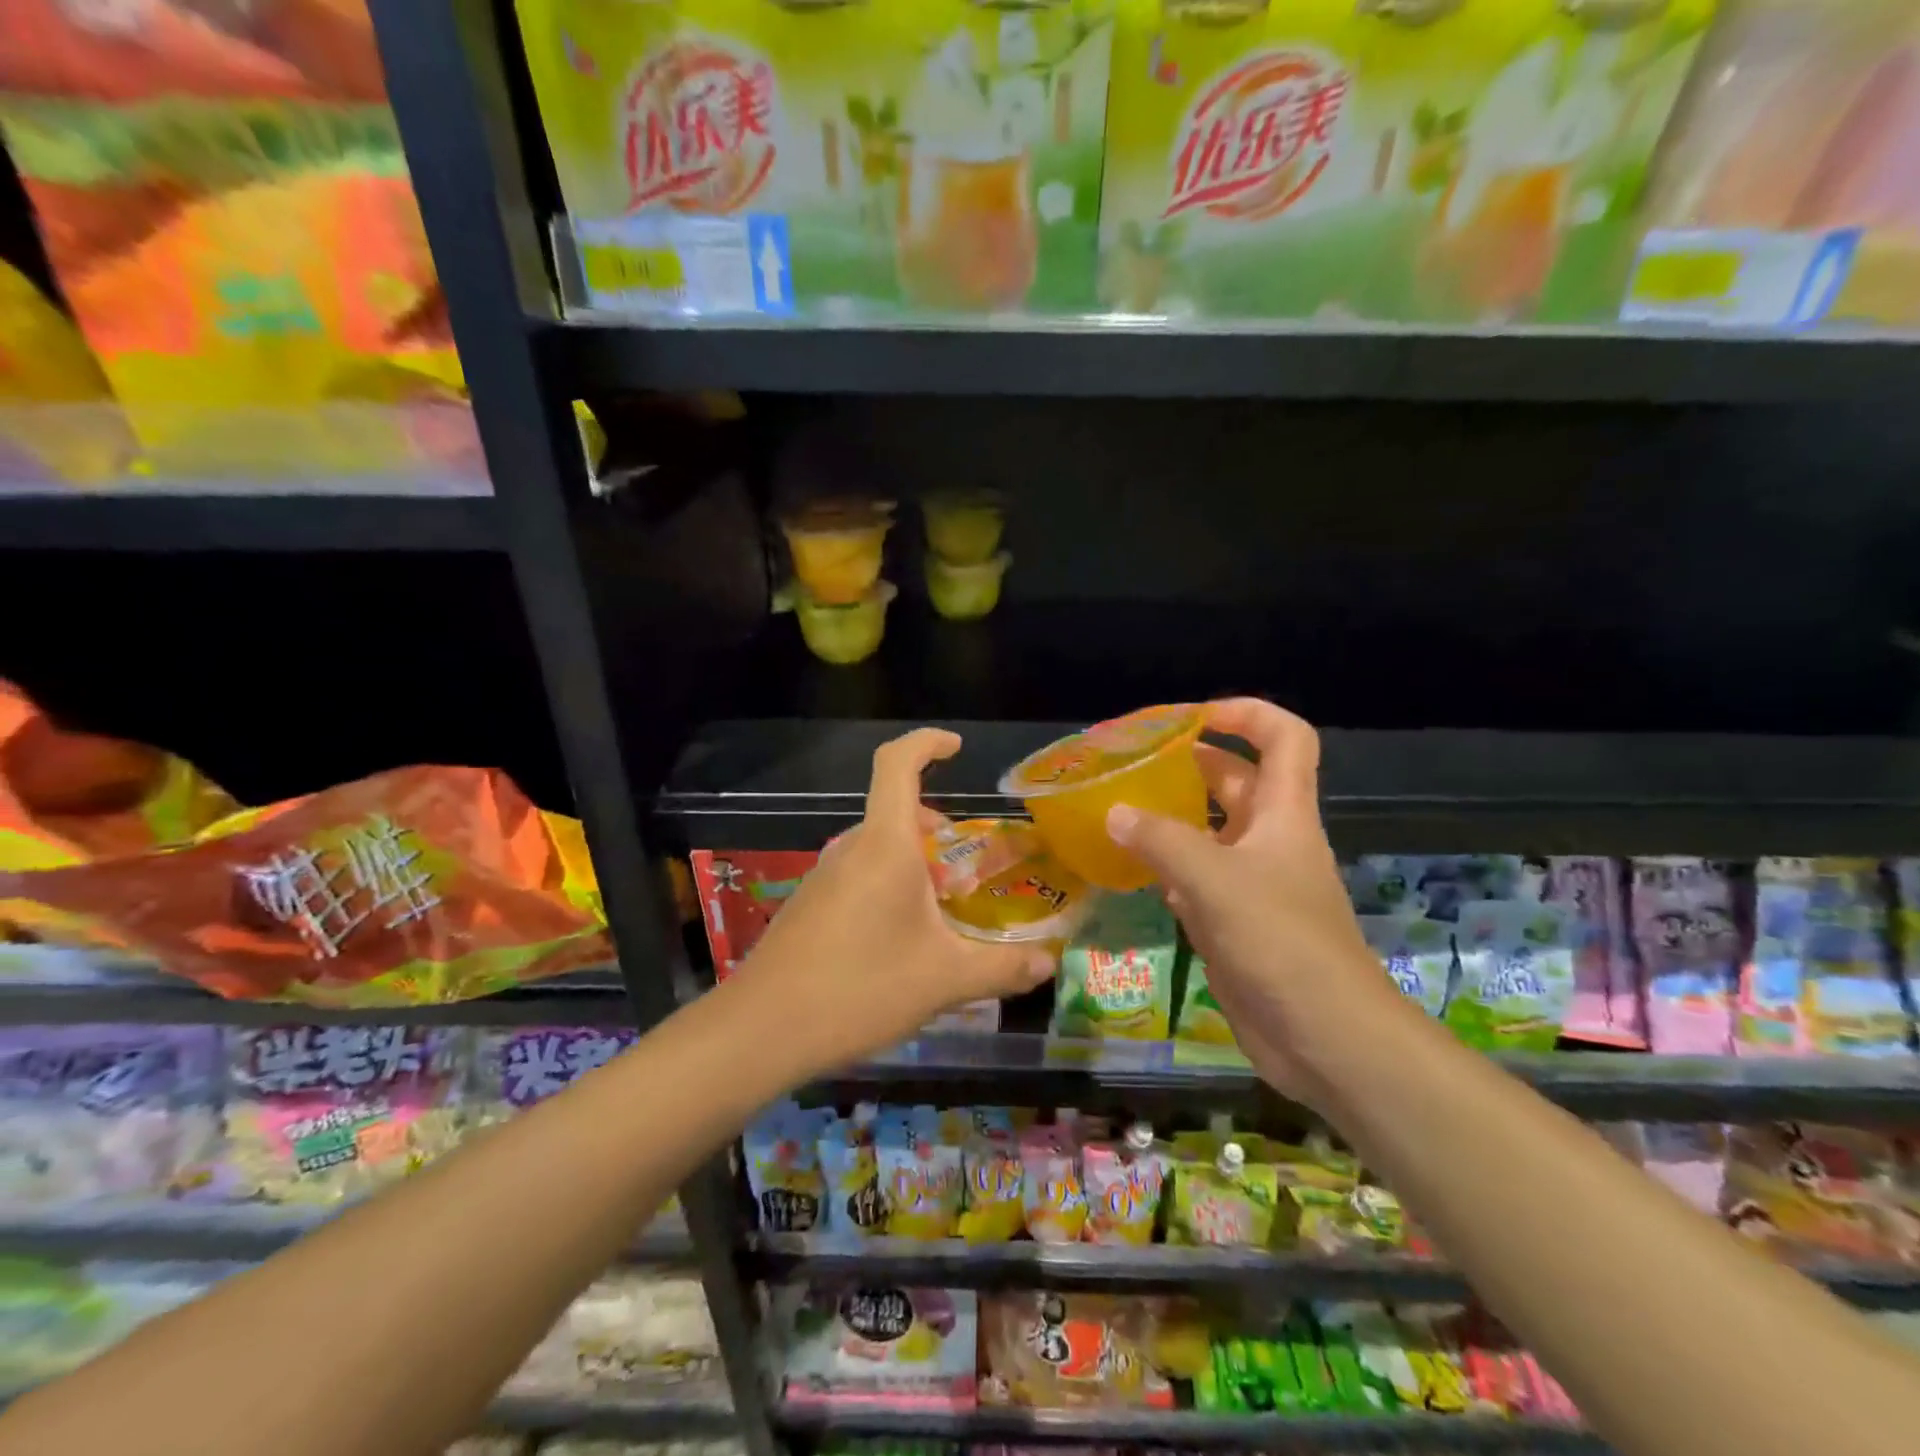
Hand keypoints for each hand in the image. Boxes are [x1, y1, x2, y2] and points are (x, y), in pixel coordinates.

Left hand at [735, 728, 1056, 1072]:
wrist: (760, 1030)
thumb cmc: (860, 988)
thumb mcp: (945, 980)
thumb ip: (1003, 968)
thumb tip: (1048, 963)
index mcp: (884, 845)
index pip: (897, 763)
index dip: (926, 743)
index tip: (956, 748)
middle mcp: (850, 849)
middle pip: (895, 812)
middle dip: (935, 827)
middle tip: (968, 866)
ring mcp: (822, 877)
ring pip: (877, 849)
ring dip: (913, 862)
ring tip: (943, 910)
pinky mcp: (808, 906)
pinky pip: (857, 876)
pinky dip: (888, 886)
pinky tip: (900, 941)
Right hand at [1105, 699, 1405, 1104]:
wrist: (1326, 1037)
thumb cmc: (1281, 943)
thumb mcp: (1216, 882)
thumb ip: (1162, 841)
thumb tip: (1114, 812)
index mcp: (1284, 814)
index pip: (1285, 739)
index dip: (1247, 714)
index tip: (1194, 715)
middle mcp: (1270, 839)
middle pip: (1235, 782)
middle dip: (1190, 763)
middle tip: (1133, 762)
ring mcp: (1252, 882)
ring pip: (1209, 832)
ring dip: (1171, 817)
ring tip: (1117, 808)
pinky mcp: (1235, 921)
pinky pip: (1195, 878)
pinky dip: (1165, 866)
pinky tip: (1129, 868)